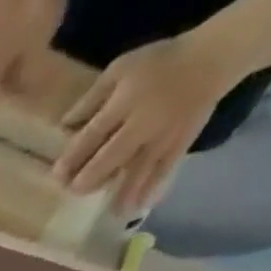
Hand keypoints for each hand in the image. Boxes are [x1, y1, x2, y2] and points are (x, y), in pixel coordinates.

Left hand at [55, 35, 235, 211]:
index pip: (91, 137)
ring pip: (136, 171)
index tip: (57, 176)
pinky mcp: (179, 143)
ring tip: (111, 213)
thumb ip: (91, 99)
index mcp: (125, 102)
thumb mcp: (121, 70)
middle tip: (75, 190)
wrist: (214, 57)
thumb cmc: (158, 65)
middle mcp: (143, 122)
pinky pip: (164, 170)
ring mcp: (163, 136)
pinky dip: (151, 189)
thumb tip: (63, 129)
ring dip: (121, 194)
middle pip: (109, 159)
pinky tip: (137, 208)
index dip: (71, 160)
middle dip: (87, 180)